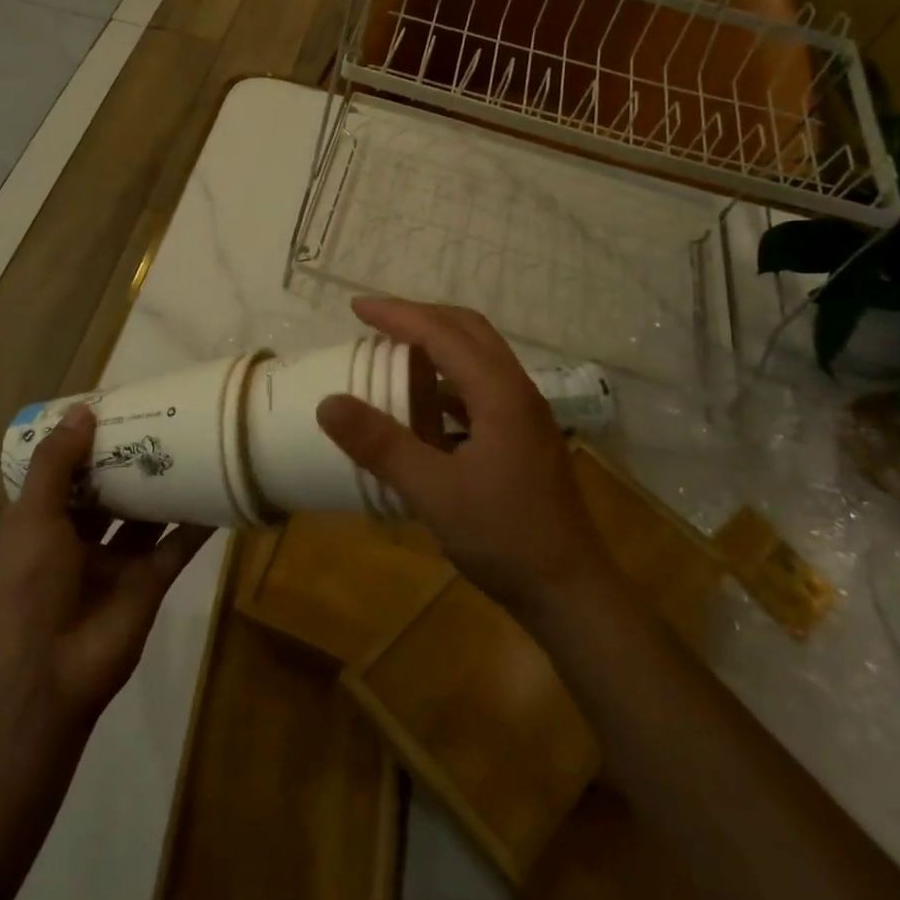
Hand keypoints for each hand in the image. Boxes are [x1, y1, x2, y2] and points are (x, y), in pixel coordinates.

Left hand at [0, 406, 214, 733]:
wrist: (46, 674)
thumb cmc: (28, 585)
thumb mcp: (32, 516)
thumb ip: (57, 464)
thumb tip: (84, 411)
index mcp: (45, 523)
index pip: (68, 473)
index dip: (88, 443)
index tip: (116, 407)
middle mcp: (81, 538)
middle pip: (112, 490)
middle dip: (132, 460)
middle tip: (164, 418)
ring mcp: (118, 562)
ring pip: (147, 515)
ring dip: (165, 485)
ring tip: (194, 442)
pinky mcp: (151, 581)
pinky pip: (178, 545)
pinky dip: (198, 522)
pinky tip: (219, 489)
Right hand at [316, 297, 608, 622]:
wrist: (570, 592)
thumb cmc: (504, 537)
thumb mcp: (433, 492)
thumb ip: (382, 445)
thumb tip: (328, 402)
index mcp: (500, 393)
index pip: (443, 333)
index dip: (398, 315)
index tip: (356, 308)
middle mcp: (517, 391)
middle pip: (469, 331)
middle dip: (420, 318)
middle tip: (375, 322)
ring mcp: (525, 415)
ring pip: (479, 358)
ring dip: (437, 346)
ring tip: (394, 355)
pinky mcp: (523, 438)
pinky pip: (482, 388)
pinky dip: (448, 381)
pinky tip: (425, 408)